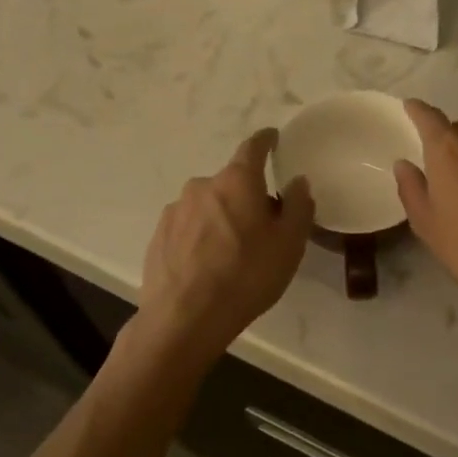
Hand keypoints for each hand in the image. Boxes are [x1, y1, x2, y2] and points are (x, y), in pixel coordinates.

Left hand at [136, 129, 314, 364]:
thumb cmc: (246, 275)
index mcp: (236, 181)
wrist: (186, 318)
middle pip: (231, 183)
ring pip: (207, 206)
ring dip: (221, 218)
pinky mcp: (159, 236)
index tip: (272, 138)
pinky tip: (207, 265)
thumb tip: (297, 181)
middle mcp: (202, 186)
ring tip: (232, 252)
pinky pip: (188, 227)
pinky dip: (200, 237)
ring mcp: (175, 211)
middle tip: (262, 225)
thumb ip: (298, 206)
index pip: (252, 148)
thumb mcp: (289, 243)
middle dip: (246, 195)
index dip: (265, 141)